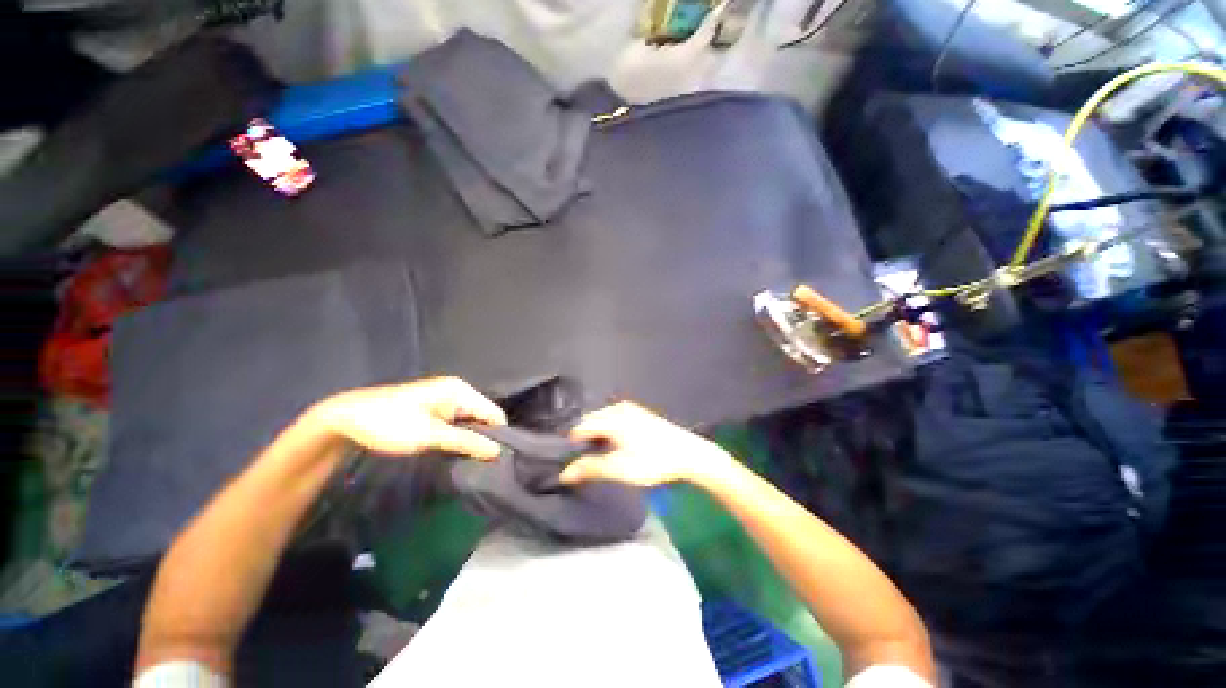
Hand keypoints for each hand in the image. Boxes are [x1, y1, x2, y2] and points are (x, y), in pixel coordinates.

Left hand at [313, 377, 507, 459]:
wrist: (346, 419)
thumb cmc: (390, 424)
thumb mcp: (430, 436)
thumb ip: (466, 442)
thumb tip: (498, 452)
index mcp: (461, 391)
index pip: (494, 413)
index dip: (497, 436)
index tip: (496, 461)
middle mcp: (458, 391)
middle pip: (484, 417)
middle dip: (484, 439)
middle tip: (482, 464)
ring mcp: (446, 399)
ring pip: (471, 422)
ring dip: (470, 440)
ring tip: (469, 461)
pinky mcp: (435, 409)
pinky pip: (457, 423)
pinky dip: (458, 437)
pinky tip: (454, 452)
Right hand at [559, 402, 728, 486]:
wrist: (687, 454)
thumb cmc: (652, 461)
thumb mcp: (620, 469)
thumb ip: (590, 468)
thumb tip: (564, 473)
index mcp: (611, 417)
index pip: (579, 428)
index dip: (572, 446)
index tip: (571, 463)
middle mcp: (617, 407)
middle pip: (590, 422)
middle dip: (584, 440)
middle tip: (584, 462)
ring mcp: (629, 408)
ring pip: (602, 420)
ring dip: (596, 436)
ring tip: (598, 457)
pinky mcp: (637, 413)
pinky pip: (613, 419)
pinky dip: (607, 431)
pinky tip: (614, 446)